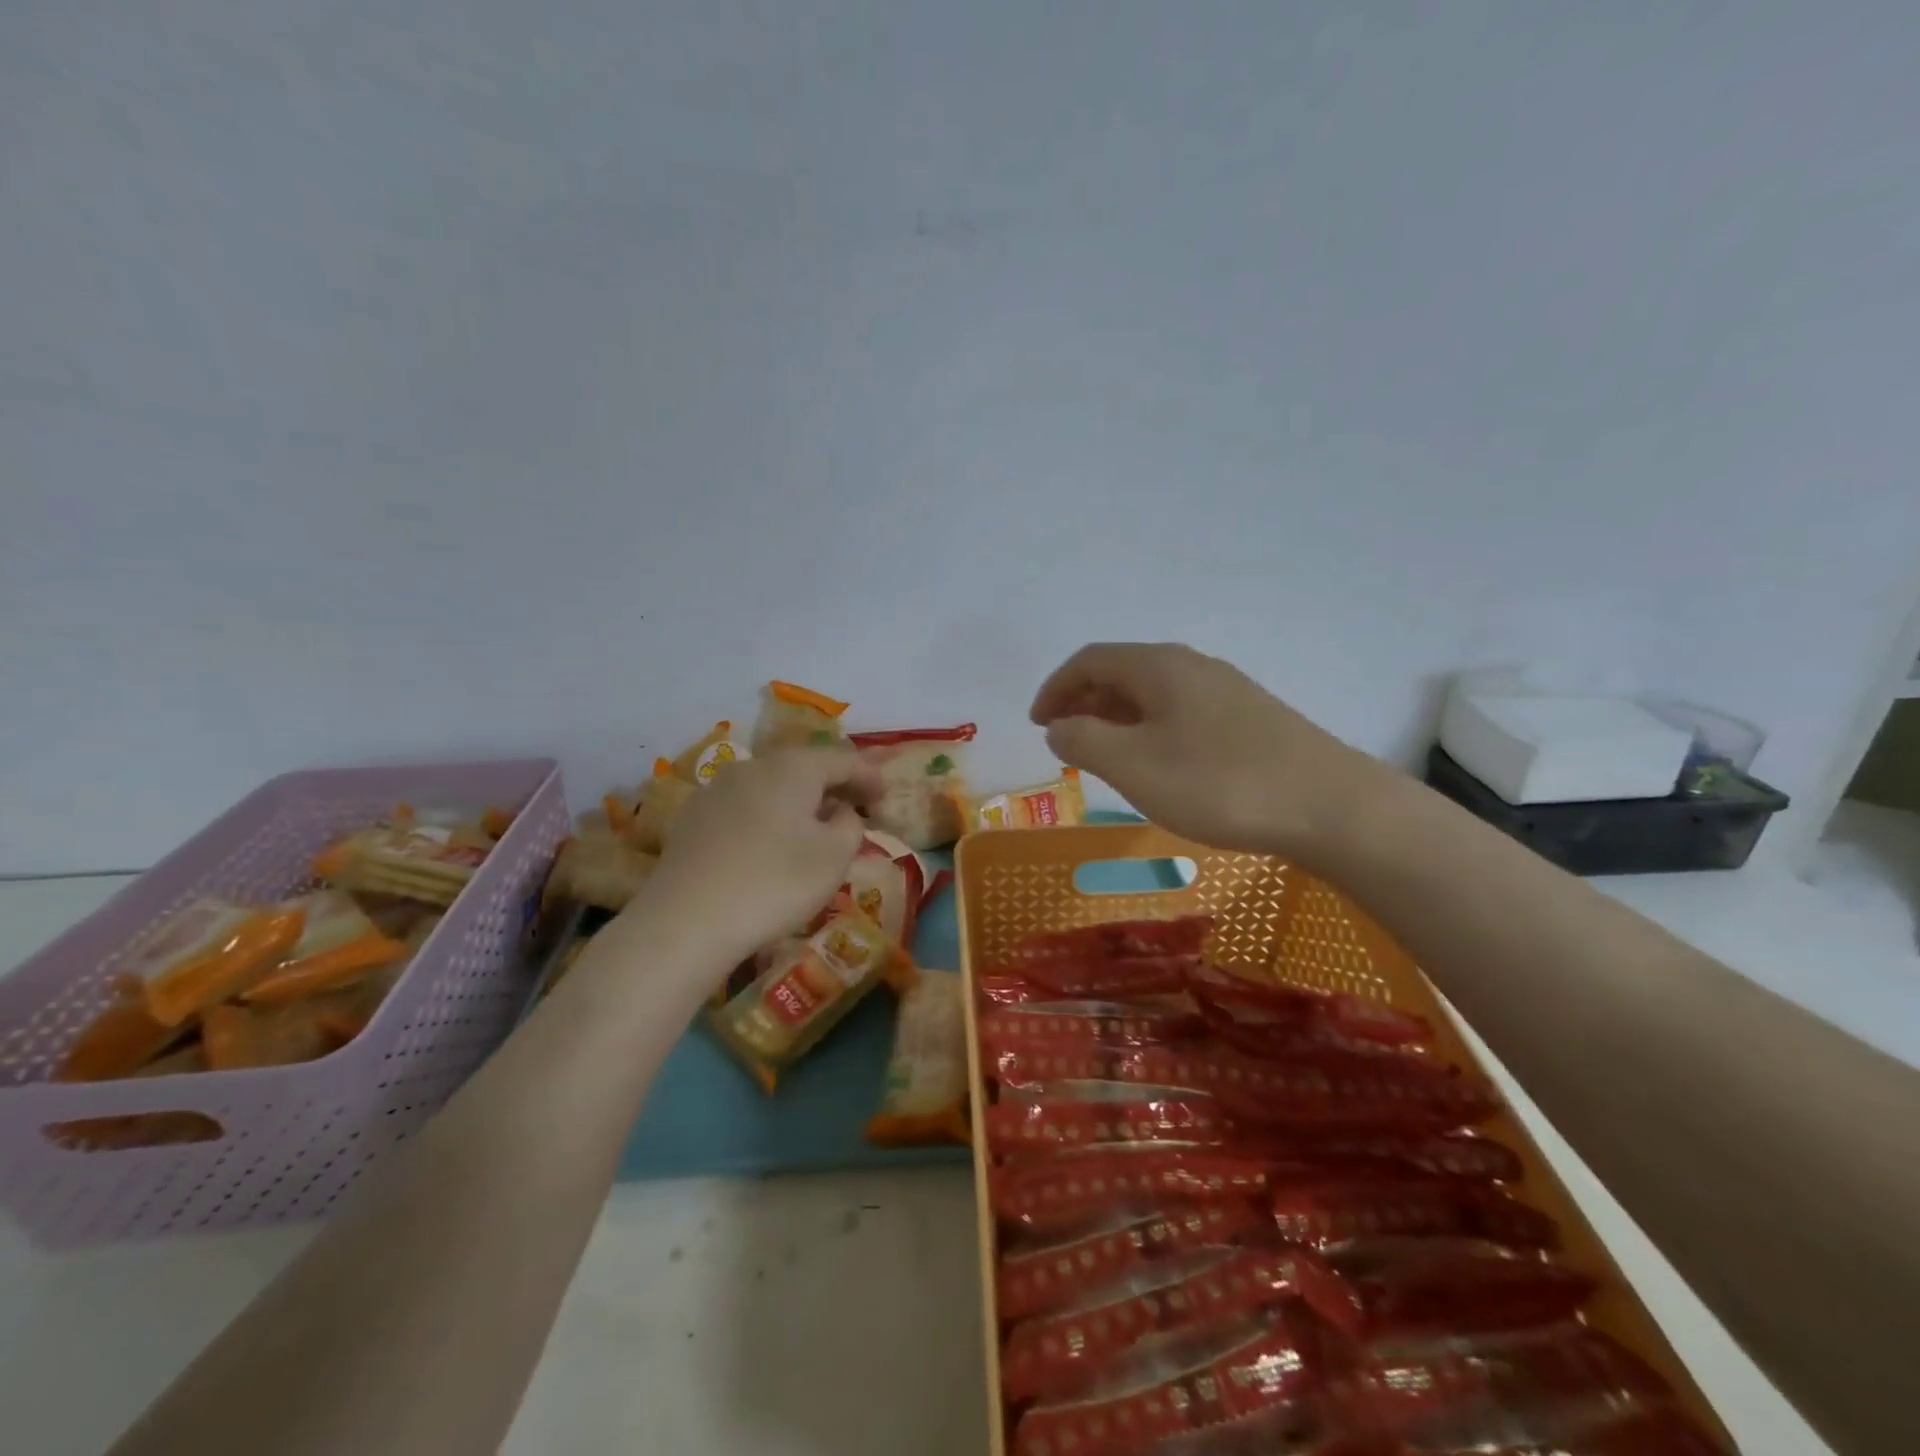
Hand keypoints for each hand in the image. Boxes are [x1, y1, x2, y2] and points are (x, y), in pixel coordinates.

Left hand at [637, 748, 880, 963]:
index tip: (885, 797)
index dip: (869, 776)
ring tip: (814, 830)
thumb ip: (850, 825)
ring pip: (771, 787)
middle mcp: (753, 766)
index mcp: (793, 767)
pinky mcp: (693, 819)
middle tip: (856, 810)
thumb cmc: (775, 883)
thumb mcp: (835, 857)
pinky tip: (769, 846)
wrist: (686, 921)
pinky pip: (744, 808)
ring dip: (799, 803)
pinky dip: (768, 818)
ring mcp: (716, 790)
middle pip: (803, 768)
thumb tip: (840, 812)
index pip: (842, 760)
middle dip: (833, 787)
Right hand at [1030, 642, 1392, 859]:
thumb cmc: (1219, 783)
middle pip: (1122, 672)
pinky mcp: (1249, 720)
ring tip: (1102, 757)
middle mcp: (1192, 667)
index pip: (1090, 660)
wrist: (1330, 806)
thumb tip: (1059, 727)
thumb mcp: (1134, 765)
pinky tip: (1157, 765)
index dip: (1055, 688)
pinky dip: (1149, 731)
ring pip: (1153, 695)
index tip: (1038, 724)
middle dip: (1084, 702)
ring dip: (1116, 719)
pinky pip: (1180, 713)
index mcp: (1160, 666)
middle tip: (1063, 741)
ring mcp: (1226, 692)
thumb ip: (1083, 741)